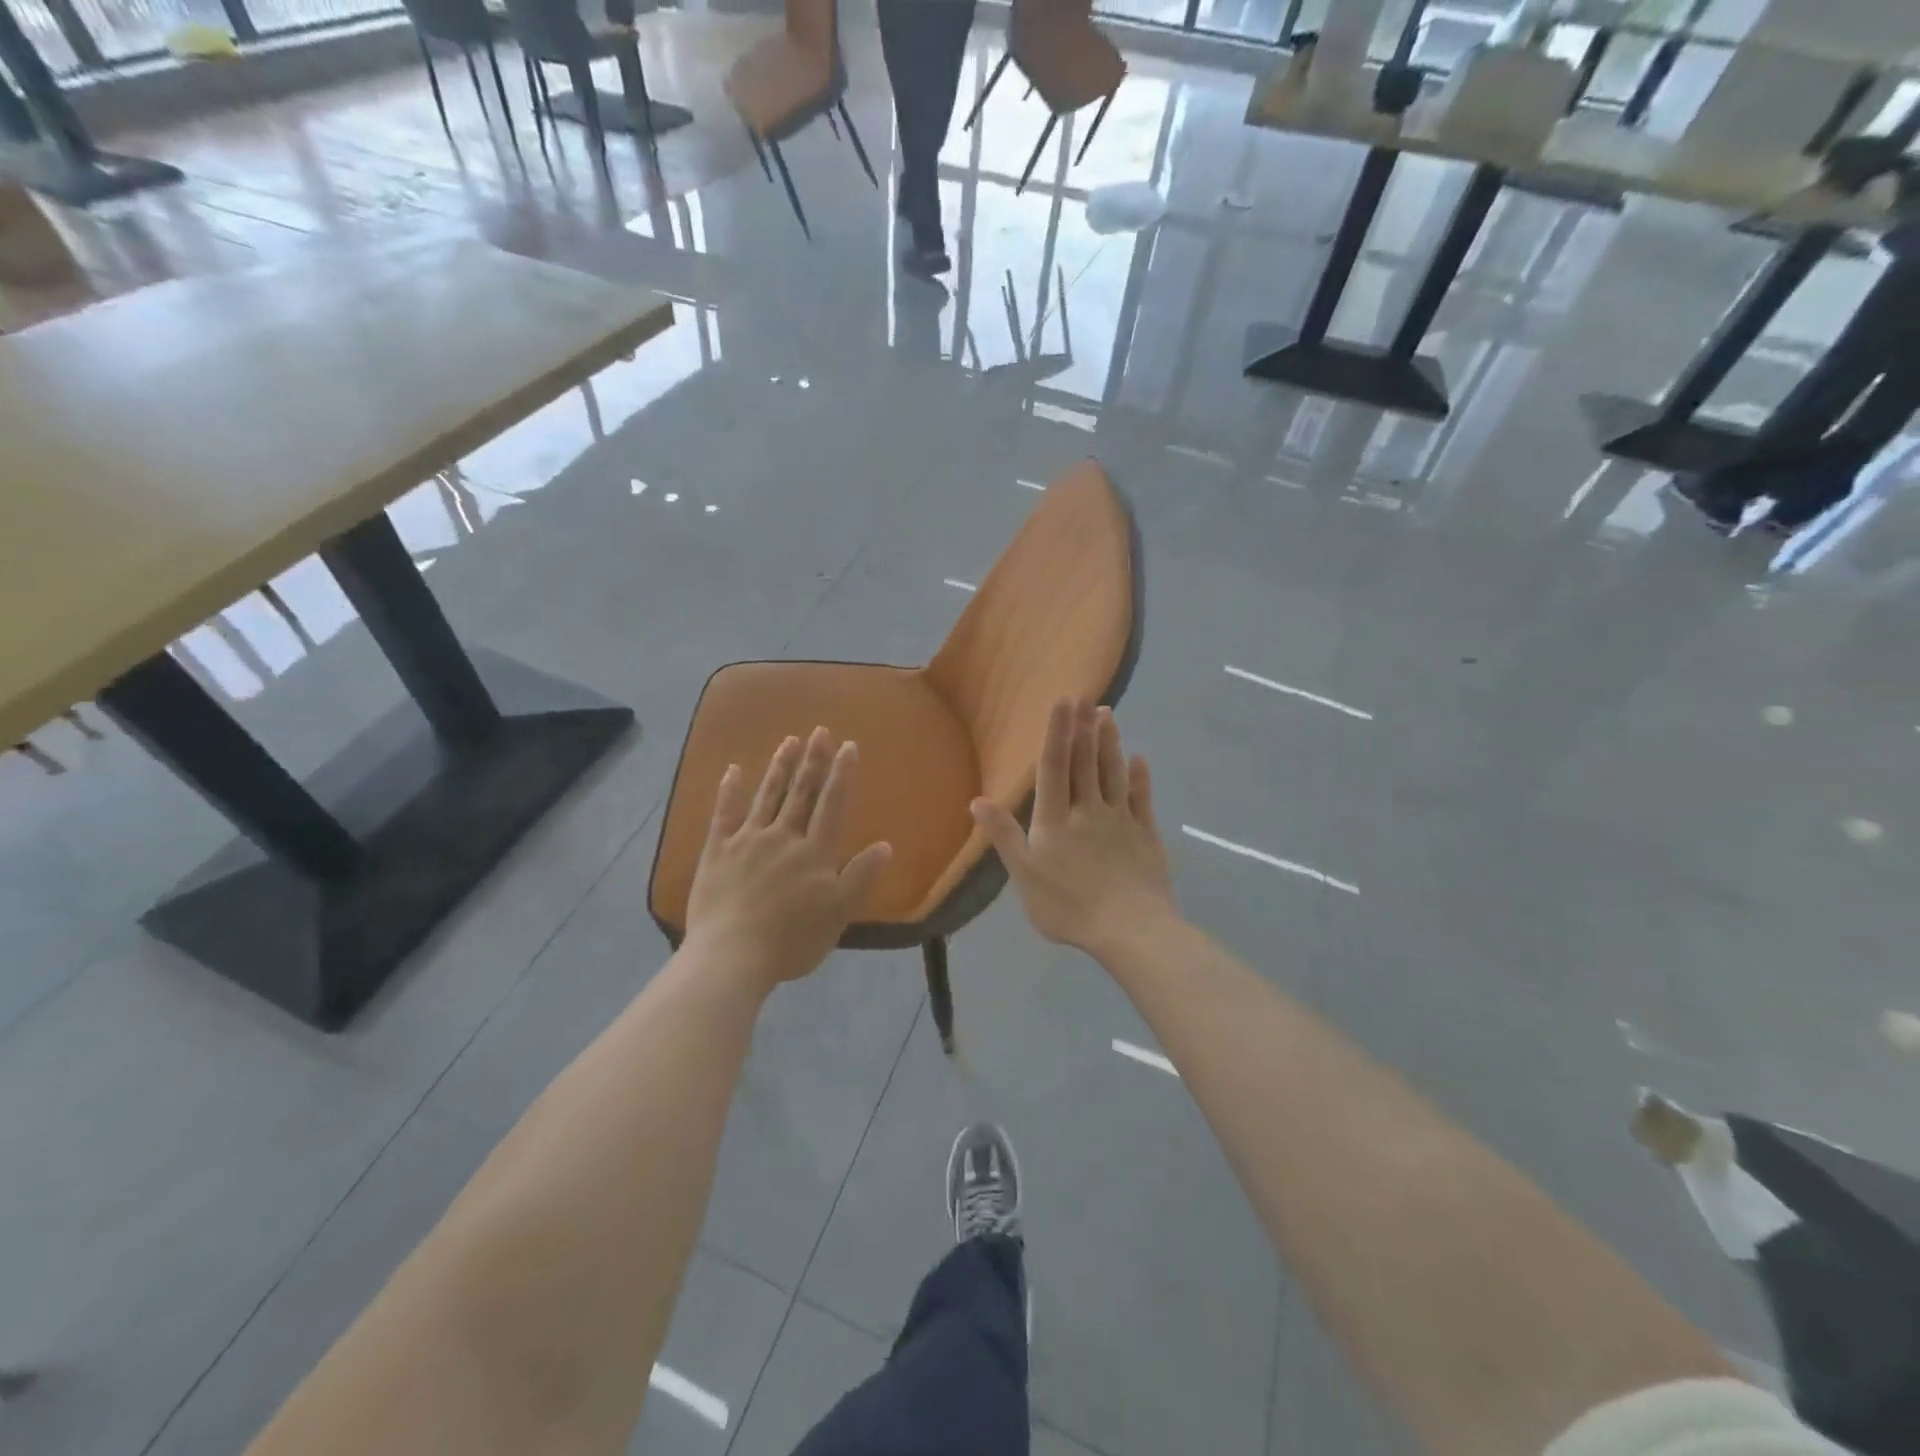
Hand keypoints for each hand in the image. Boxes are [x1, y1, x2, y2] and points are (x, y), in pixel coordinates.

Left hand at [684, 728, 892, 989]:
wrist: (732, 955)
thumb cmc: (792, 940)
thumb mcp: (839, 914)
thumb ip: (861, 877)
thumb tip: (885, 845)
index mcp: (815, 852)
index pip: (832, 805)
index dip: (842, 774)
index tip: (848, 746)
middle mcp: (783, 837)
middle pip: (801, 793)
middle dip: (812, 761)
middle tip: (820, 731)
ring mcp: (747, 841)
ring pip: (767, 796)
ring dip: (780, 767)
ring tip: (789, 741)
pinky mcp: (717, 851)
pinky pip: (724, 814)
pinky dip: (729, 791)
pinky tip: (733, 770)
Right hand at [971, 699, 1175, 957]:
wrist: (1130, 930)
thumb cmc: (1069, 907)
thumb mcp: (1024, 876)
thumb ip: (1004, 836)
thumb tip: (977, 800)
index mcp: (1055, 820)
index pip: (1054, 767)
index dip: (1057, 732)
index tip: (1063, 701)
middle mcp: (1088, 810)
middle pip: (1085, 762)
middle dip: (1084, 727)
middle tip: (1087, 696)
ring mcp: (1121, 820)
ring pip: (1113, 773)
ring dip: (1110, 743)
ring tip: (1109, 715)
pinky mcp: (1146, 835)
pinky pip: (1142, 798)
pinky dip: (1139, 777)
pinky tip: (1139, 759)